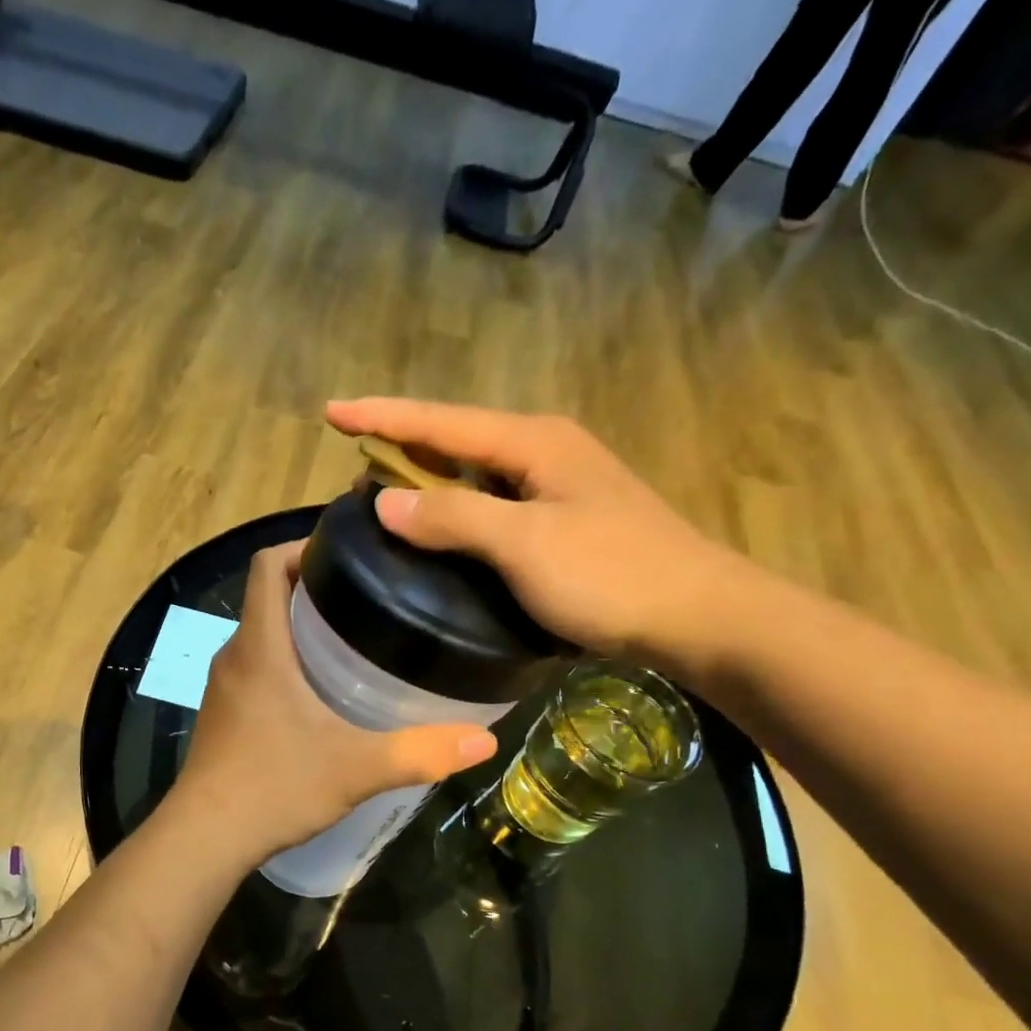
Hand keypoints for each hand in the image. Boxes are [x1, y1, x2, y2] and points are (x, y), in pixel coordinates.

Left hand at [171, 543, 496, 863]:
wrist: (205, 838)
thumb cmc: (274, 787)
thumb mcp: (356, 768)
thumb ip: (419, 752)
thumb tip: (484, 741)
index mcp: (260, 647)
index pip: (268, 565)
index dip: (302, 546)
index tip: (347, 554)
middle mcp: (235, 657)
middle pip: (267, 597)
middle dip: (313, 588)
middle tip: (369, 599)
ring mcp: (223, 688)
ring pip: (261, 636)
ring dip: (298, 628)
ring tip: (354, 640)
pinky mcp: (223, 715)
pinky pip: (255, 669)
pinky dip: (285, 663)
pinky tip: (321, 694)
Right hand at [327, 398, 747, 672]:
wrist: (701, 617)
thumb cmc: (611, 575)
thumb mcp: (524, 545)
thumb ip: (453, 517)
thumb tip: (385, 501)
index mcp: (533, 442)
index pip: (440, 422)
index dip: (382, 417)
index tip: (330, 413)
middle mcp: (545, 452)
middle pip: (457, 438)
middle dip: (402, 442)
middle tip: (352, 454)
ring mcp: (559, 487)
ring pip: (476, 472)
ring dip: (429, 476)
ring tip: (383, 489)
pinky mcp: (566, 522)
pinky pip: (493, 503)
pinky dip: (458, 508)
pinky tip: (441, 527)